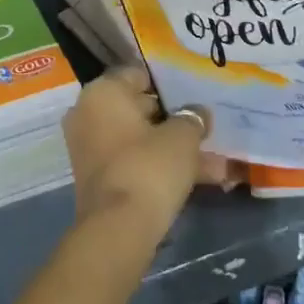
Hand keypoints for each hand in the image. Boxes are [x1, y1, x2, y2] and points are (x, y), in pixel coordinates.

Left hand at [61, 67, 239, 238]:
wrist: (118, 228)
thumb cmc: (149, 167)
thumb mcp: (182, 138)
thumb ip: (192, 119)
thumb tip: (198, 112)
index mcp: (103, 91)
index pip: (137, 74)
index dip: (167, 85)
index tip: (192, 95)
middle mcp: (88, 112)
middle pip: (137, 107)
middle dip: (173, 121)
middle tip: (205, 129)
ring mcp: (88, 145)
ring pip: (139, 138)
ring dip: (173, 148)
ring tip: (215, 163)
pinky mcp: (95, 176)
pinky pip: (132, 160)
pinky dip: (158, 166)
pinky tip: (197, 179)